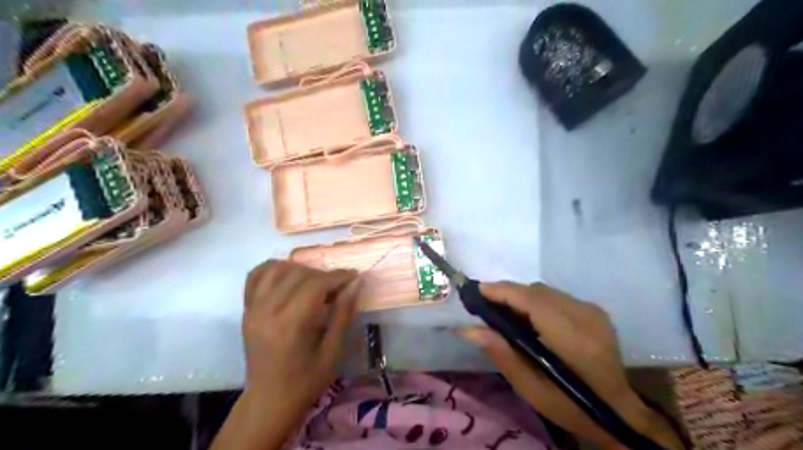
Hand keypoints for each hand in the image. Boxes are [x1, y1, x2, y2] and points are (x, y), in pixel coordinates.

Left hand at [241, 261, 360, 415]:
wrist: (269, 400)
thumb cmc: (306, 380)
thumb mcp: (333, 351)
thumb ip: (343, 313)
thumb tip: (356, 283)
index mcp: (291, 324)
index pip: (316, 284)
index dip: (338, 276)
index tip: (354, 277)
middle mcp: (268, 310)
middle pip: (299, 273)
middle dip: (323, 275)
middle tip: (338, 287)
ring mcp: (253, 308)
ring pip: (278, 269)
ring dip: (301, 270)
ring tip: (315, 283)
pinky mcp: (246, 309)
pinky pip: (256, 275)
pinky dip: (274, 269)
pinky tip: (289, 277)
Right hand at [462, 284, 678, 448]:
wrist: (620, 412)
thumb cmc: (572, 407)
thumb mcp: (531, 390)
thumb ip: (501, 354)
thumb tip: (469, 329)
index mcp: (572, 339)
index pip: (533, 301)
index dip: (504, 292)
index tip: (478, 291)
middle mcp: (585, 316)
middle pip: (537, 291)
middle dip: (509, 293)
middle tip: (486, 307)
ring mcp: (593, 311)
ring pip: (546, 291)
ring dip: (522, 297)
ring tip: (505, 313)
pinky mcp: (594, 311)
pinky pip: (556, 296)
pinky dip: (536, 301)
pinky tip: (529, 319)